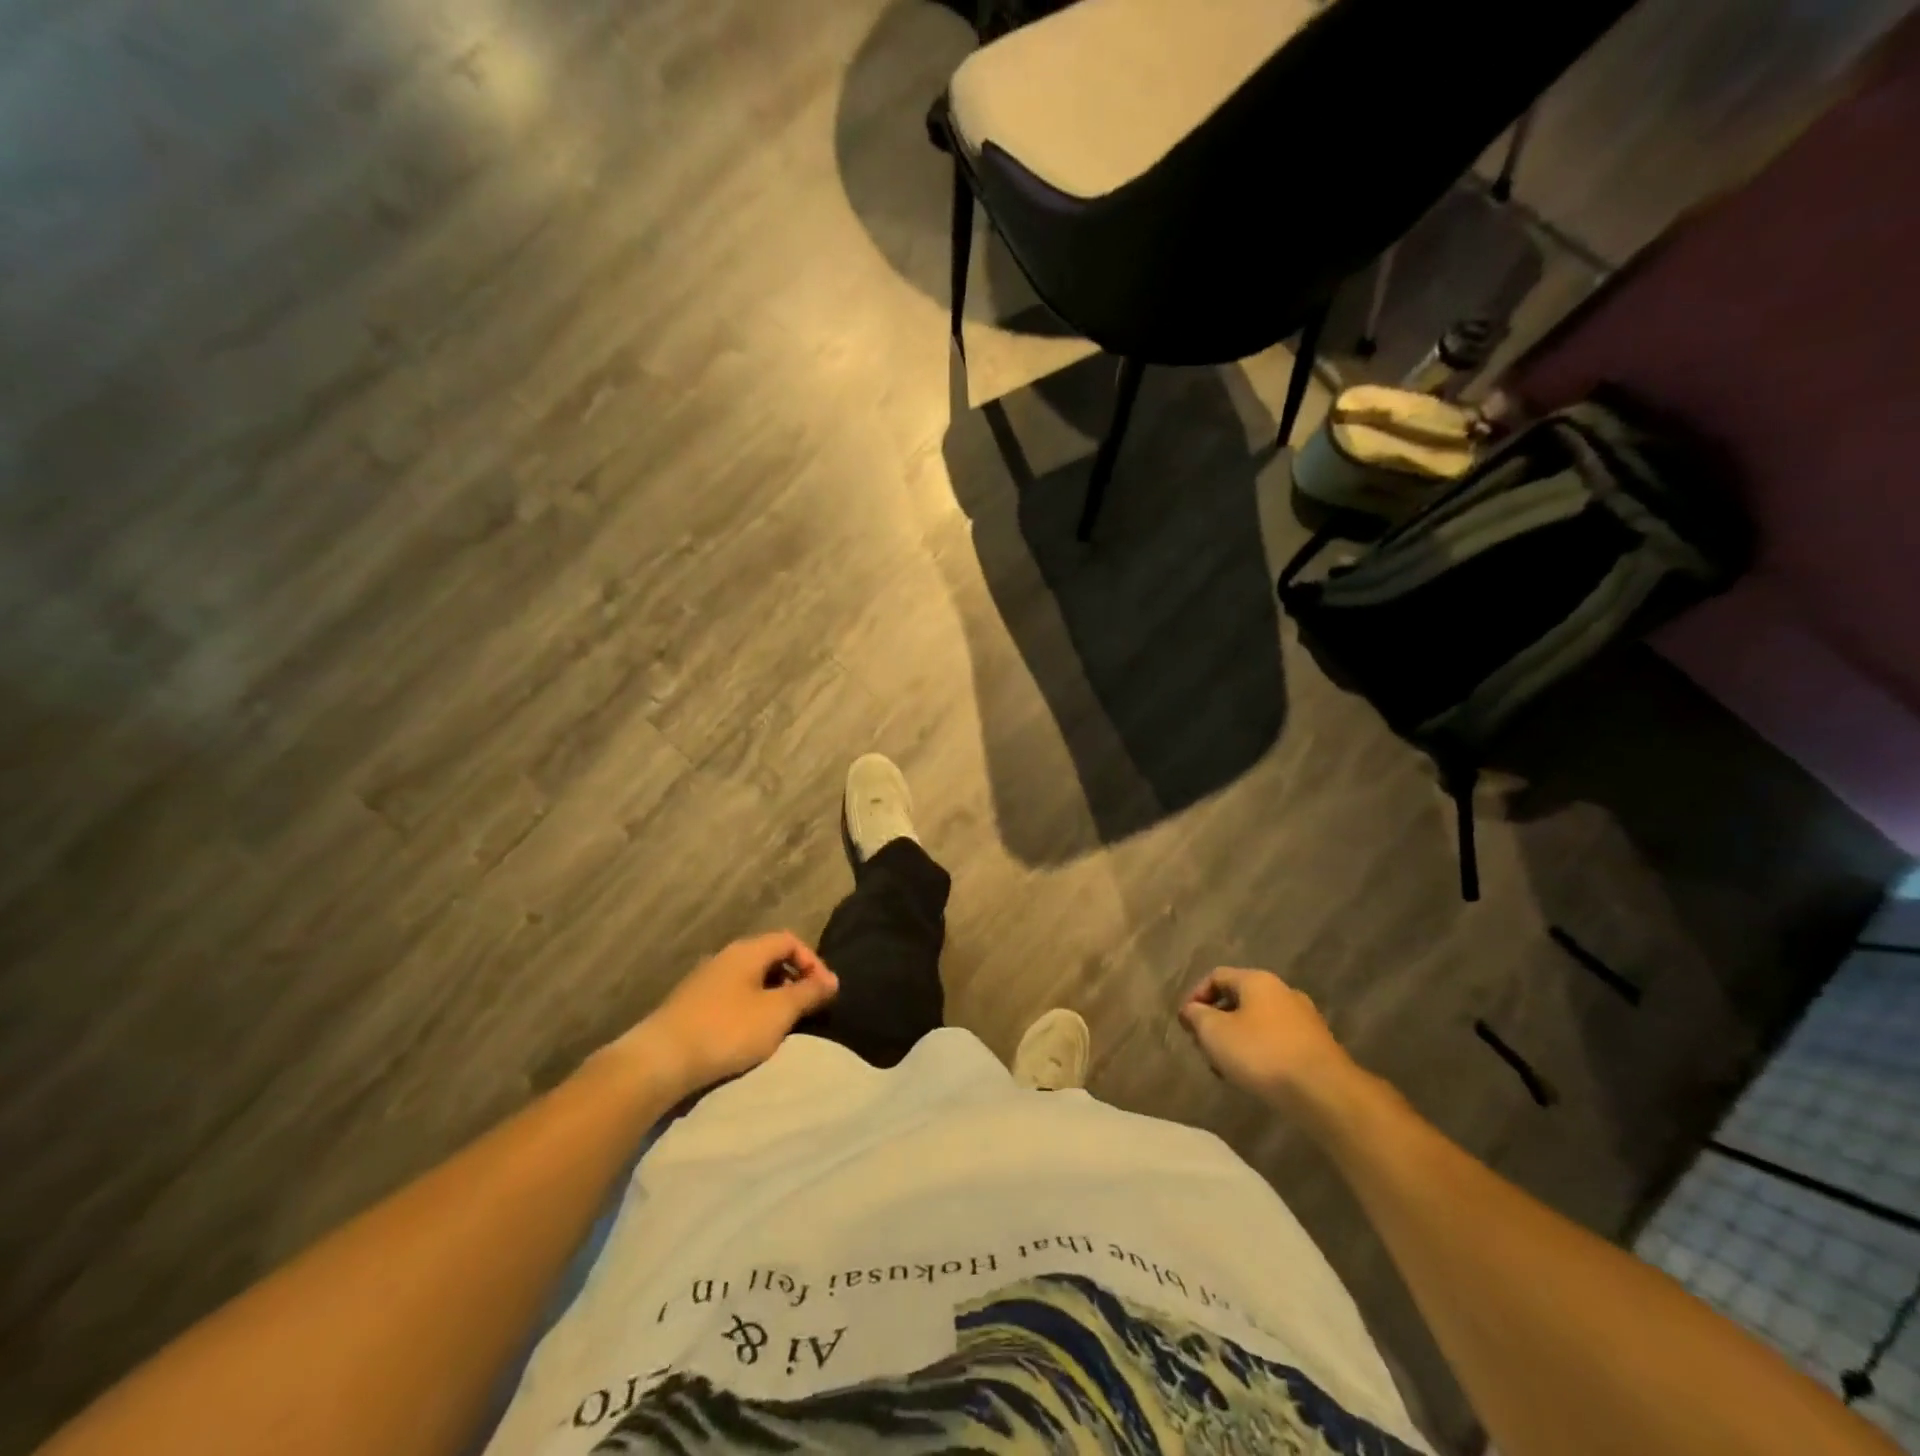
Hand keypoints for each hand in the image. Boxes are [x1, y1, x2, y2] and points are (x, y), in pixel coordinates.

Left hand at [620, 932, 838, 1092]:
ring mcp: (705, 980)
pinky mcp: (692, 1005)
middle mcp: (726, 957)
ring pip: (750, 979)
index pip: (790, 940)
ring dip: (772, 996)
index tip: (823, 992)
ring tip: (781, 1025)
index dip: (812, 961)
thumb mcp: (777, 1012)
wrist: (660, 1060)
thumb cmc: (727, 1030)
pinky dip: (750, 1008)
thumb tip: (832, 980)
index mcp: (747, 951)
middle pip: (770, 958)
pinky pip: (732, 996)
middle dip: (794, 980)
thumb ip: (808, 993)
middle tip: (807, 1008)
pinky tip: (750, 1035)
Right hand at [1178, 967, 1355, 1110]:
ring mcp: (1304, 1019)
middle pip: (1238, 999)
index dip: (1195, 996)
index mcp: (1257, 980)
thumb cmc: (1262, 1054)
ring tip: (1227, 1068)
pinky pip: (1278, 1041)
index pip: (1216, 976)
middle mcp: (1283, 992)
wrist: (1325, 1093)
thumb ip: (1196, 1016)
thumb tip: (1191, 1010)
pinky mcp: (1317, 1046)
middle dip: (1216, 1022)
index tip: (1186, 1025)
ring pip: (1258, 1022)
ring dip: (1237, 1040)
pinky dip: (1260, 1053)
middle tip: (1204, 1047)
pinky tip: (1255, 1077)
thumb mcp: (1215, 1032)